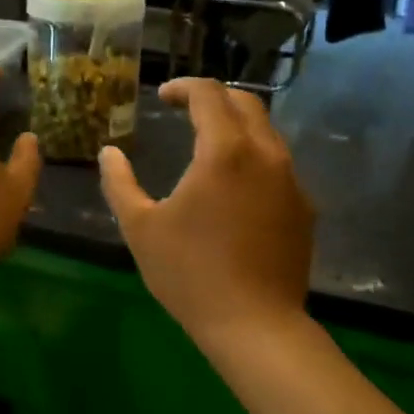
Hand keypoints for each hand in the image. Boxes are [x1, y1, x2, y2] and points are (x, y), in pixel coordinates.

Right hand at [99, 79, 313, 341]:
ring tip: (208, 143)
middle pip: (246, 103)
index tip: (162, 97)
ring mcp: (291, 181)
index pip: (209, 94)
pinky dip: (254, 156)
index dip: (183, 87)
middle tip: (185, 110)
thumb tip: (109, 152)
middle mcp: (265, 154)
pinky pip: (279, 164)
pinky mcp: (304, 208)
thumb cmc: (191, 274)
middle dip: (213, 97)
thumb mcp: (141, 228)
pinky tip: (234, 185)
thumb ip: (120, 183)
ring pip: (267, 132)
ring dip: (237, 125)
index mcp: (224, 151)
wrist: (256, 327)